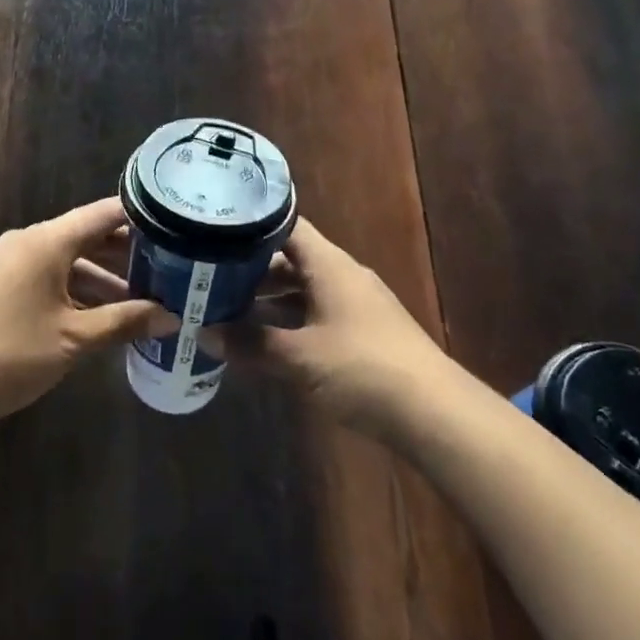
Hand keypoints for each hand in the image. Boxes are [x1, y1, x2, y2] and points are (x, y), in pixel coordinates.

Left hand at [0, 198, 176, 427]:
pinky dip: (76, 291)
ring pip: (68, 261)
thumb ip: (124, 322)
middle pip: (86, 237)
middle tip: (168, 269)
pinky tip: (101, 316)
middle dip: (126, 255)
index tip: (175, 225)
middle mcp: (28, 241)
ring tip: (142, 300)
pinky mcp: (0, 286)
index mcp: (47, 241)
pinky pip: (49, 276)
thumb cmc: (12, 353)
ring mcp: (11, 263)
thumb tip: (171, 318)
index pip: (103, 214)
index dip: (139, 217)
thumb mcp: (75, 338)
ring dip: (102, 279)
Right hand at [204, 218, 448, 440]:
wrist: (434, 414)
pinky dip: (287, 322)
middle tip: (206, 277)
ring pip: (301, 290)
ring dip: (267, 300)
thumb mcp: (300, 357)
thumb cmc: (363, 370)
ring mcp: (354, 306)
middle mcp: (342, 276)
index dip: (250, 225)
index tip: (213, 231)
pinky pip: (314, 315)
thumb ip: (251, 343)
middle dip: (250, 270)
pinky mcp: (361, 335)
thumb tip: (204, 332)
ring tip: (224, 309)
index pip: (286, 226)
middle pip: (290, 260)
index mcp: (330, 265)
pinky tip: (263, 341)